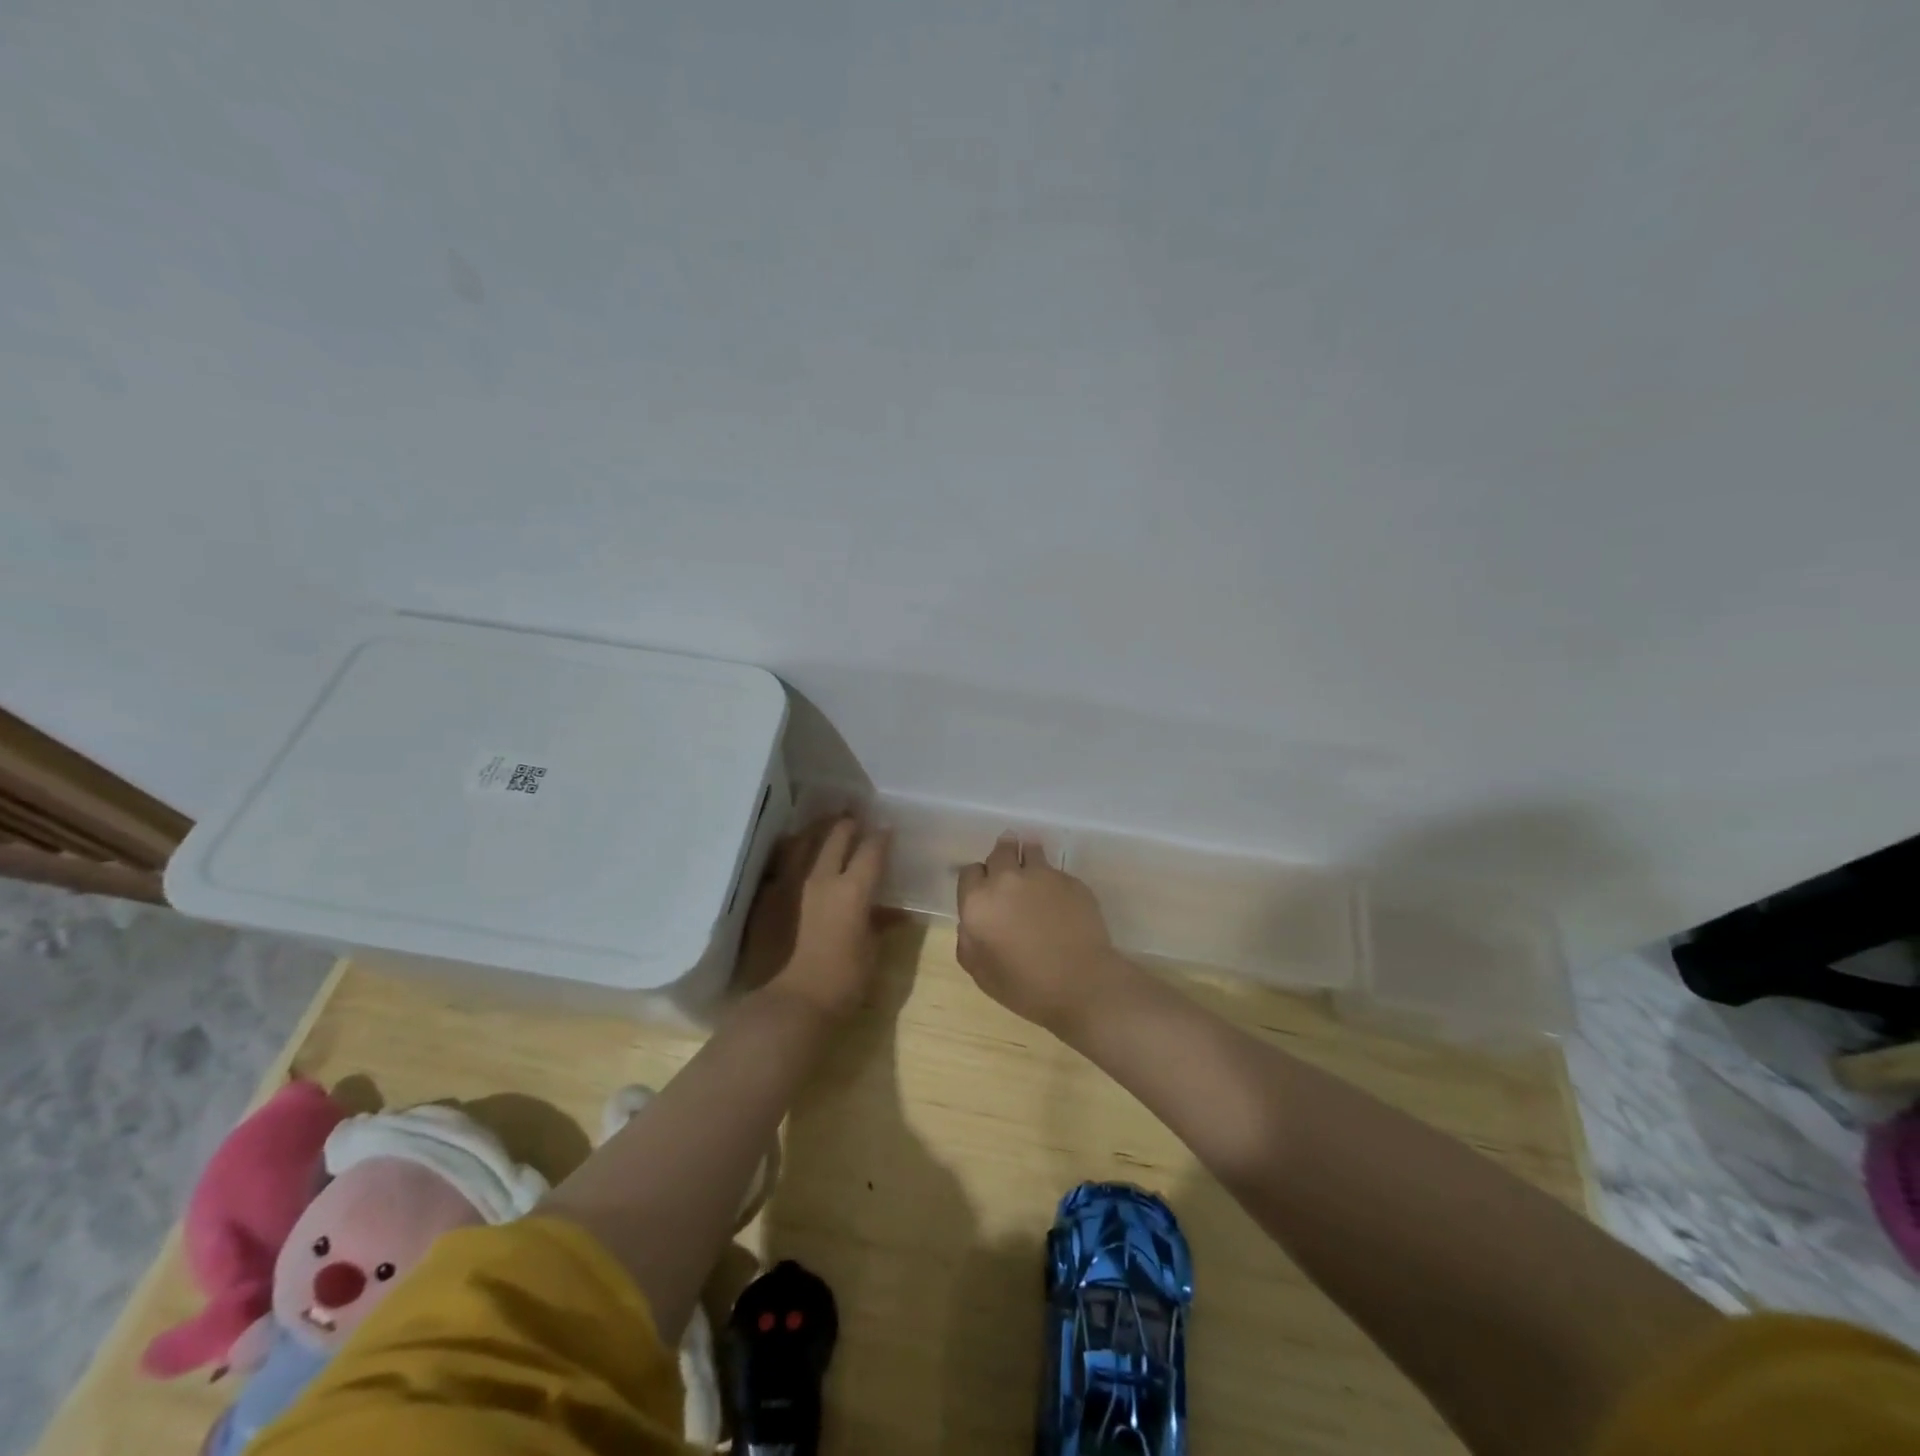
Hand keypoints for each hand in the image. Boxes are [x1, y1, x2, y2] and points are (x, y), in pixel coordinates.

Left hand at [738, 816, 891, 1018]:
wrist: (790, 1004)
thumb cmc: (841, 982)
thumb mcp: (871, 953)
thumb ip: (880, 925)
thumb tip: (894, 913)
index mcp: (853, 890)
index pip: (872, 850)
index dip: (882, 836)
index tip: (887, 829)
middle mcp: (821, 878)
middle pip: (836, 836)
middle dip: (849, 824)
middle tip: (855, 818)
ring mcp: (790, 884)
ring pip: (803, 841)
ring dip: (817, 829)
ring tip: (824, 824)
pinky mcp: (767, 896)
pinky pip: (781, 862)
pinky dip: (792, 851)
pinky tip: (794, 851)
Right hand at [955, 834, 1128, 1034]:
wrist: (1082, 984)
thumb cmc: (1025, 986)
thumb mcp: (981, 973)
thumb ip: (967, 941)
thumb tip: (970, 923)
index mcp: (978, 902)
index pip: (970, 872)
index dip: (976, 881)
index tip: (984, 893)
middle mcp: (1007, 879)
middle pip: (1000, 851)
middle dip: (1002, 858)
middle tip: (1009, 874)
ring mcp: (1042, 875)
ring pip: (1030, 850)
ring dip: (1028, 858)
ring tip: (1034, 876)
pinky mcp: (1071, 880)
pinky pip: (1056, 871)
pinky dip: (1053, 881)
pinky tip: (1060, 902)